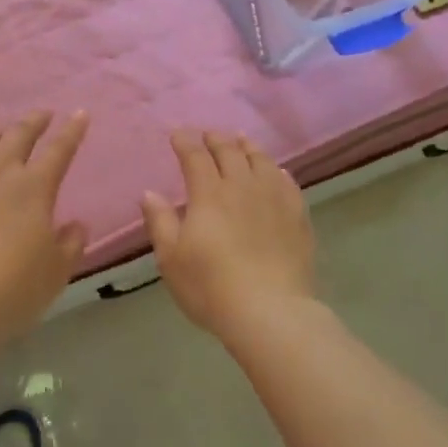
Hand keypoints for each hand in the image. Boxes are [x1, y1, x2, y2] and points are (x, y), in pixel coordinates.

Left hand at [0, 111, 90, 335]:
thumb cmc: (12, 288)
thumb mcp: (56, 272)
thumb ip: (70, 243)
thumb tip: (76, 224)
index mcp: (35, 188)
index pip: (60, 150)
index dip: (72, 131)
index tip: (81, 112)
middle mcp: (0, 172)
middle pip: (19, 135)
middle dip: (35, 121)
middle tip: (43, 114)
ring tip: (3, 131)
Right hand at [141, 131, 315, 336]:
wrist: (270, 312)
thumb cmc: (211, 287)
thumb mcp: (171, 258)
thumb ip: (160, 221)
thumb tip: (149, 193)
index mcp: (209, 194)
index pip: (195, 157)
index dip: (184, 142)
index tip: (176, 134)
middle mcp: (242, 187)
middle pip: (229, 151)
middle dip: (215, 138)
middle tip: (207, 134)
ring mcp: (274, 199)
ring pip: (261, 161)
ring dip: (247, 147)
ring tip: (241, 140)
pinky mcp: (297, 216)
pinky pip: (287, 183)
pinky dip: (276, 171)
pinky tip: (275, 172)